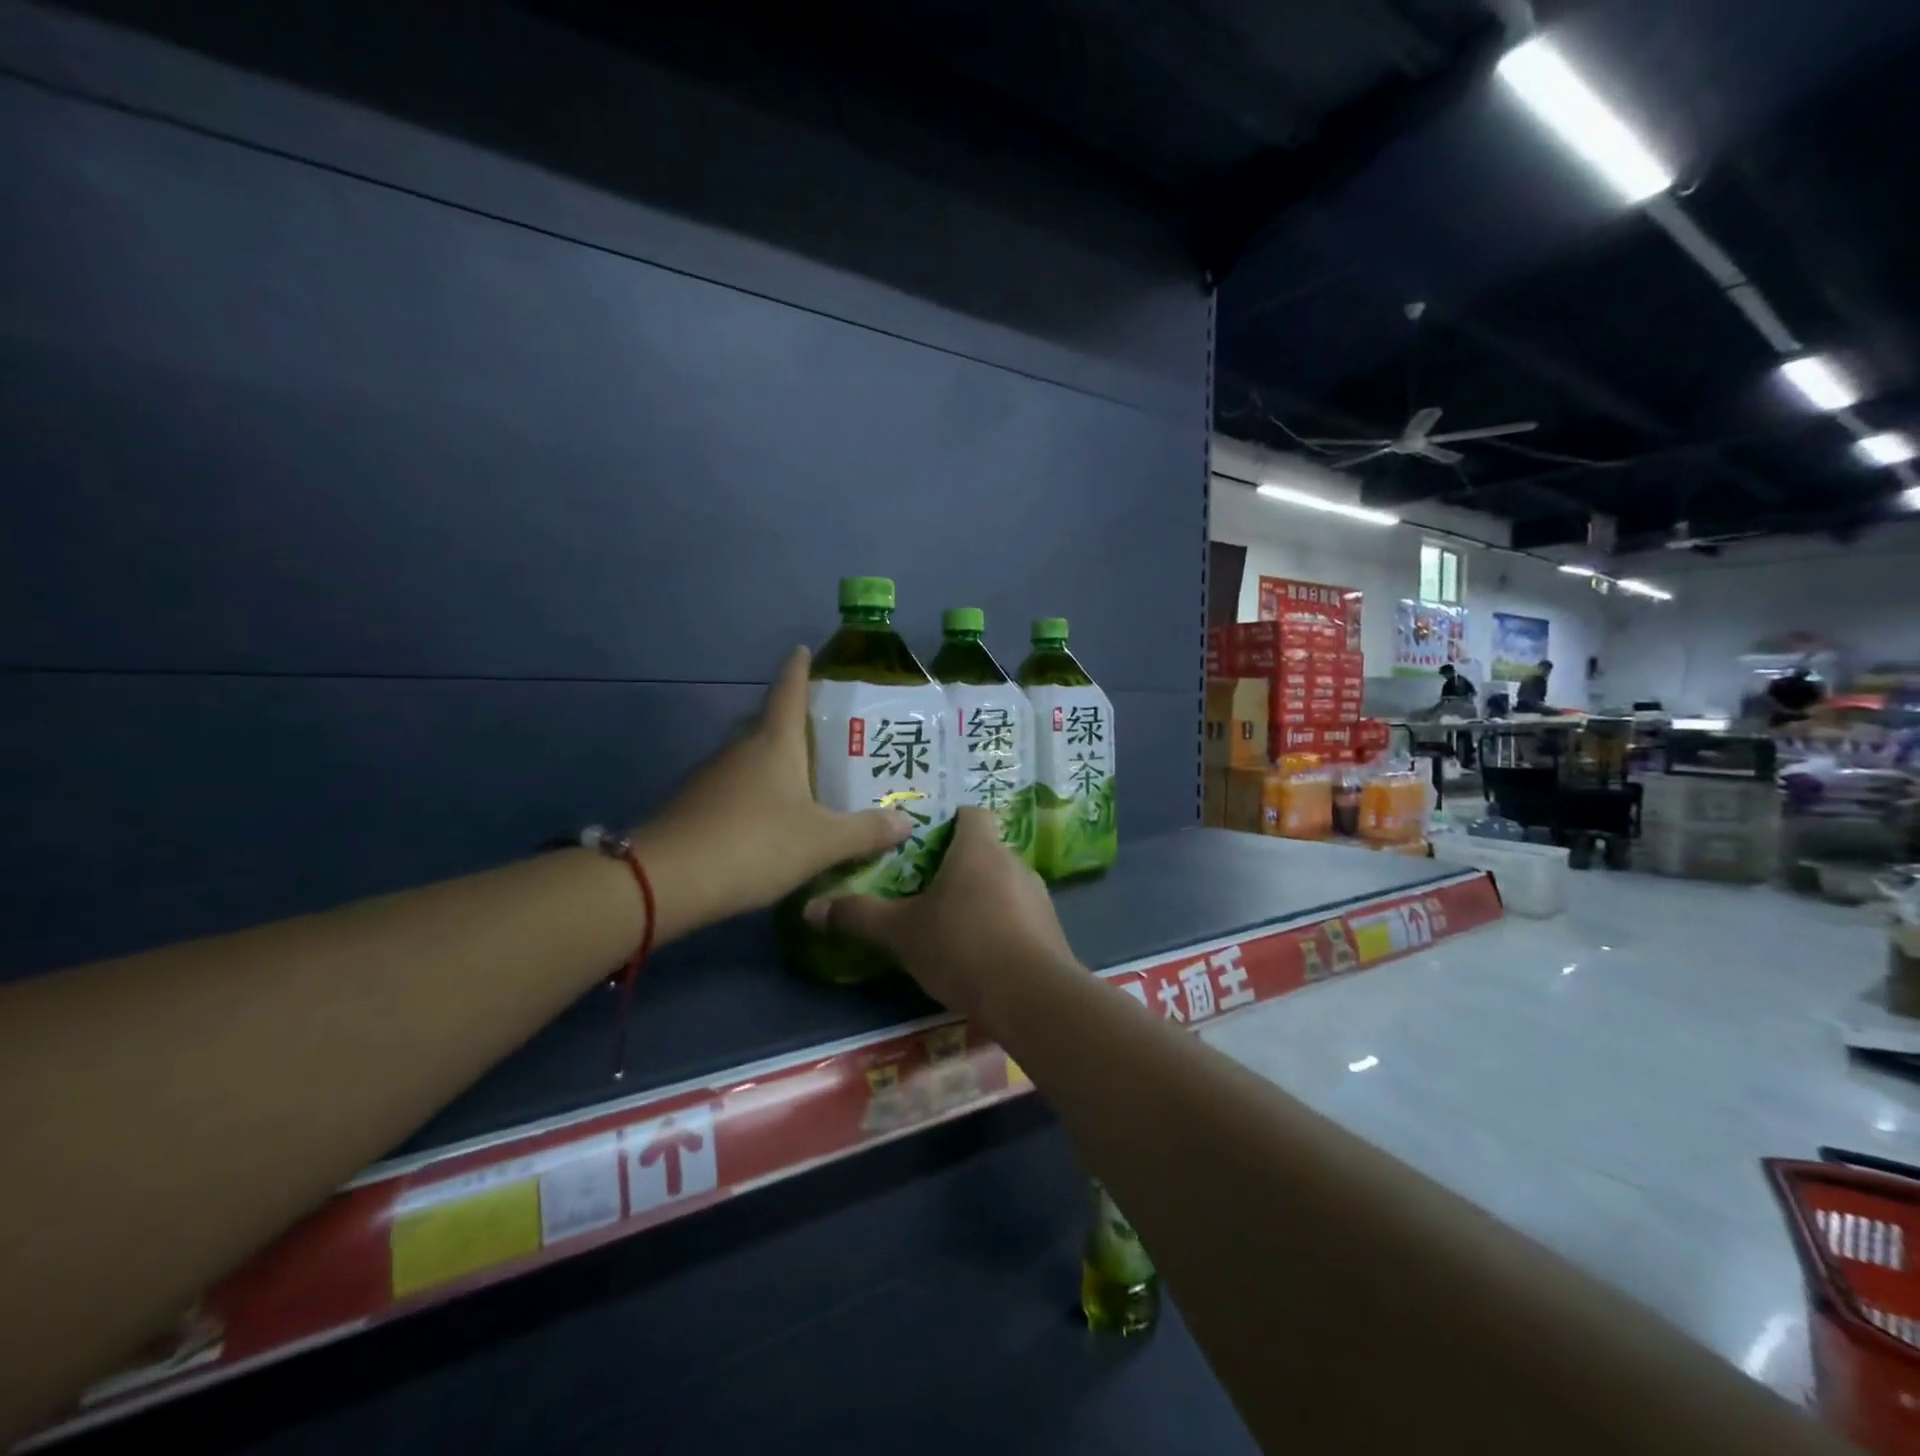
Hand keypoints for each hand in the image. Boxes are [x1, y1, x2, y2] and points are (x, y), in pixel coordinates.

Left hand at [640, 647, 911, 928]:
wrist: (666, 881)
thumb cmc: (754, 844)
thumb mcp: (821, 843)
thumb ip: (865, 832)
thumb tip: (907, 821)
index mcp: (774, 742)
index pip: (788, 689)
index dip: (798, 668)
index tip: (803, 649)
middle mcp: (741, 748)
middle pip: (769, 722)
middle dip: (795, 721)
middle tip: (829, 732)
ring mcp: (712, 775)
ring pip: (751, 756)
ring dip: (775, 760)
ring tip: (808, 778)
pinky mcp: (695, 803)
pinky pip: (735, 784)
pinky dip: (756, 790)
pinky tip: (771, 816)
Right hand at [803, 808, 1076, 1025]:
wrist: (1032, 997)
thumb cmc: (962, 947)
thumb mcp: (901, 933)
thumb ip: (860, 916)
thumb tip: (811, 907)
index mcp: (979, 849)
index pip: (970, 813)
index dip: (949, 820)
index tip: (924, 840)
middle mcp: (1014, 862)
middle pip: (984, 849)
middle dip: (958, 865)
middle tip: (926, 886)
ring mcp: (1038, 895)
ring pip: (1003, 883)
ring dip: (981, 897)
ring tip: (952, 923)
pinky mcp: (1051, 928)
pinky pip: (1020, 914)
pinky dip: (1002, 924)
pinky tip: (982, 953)